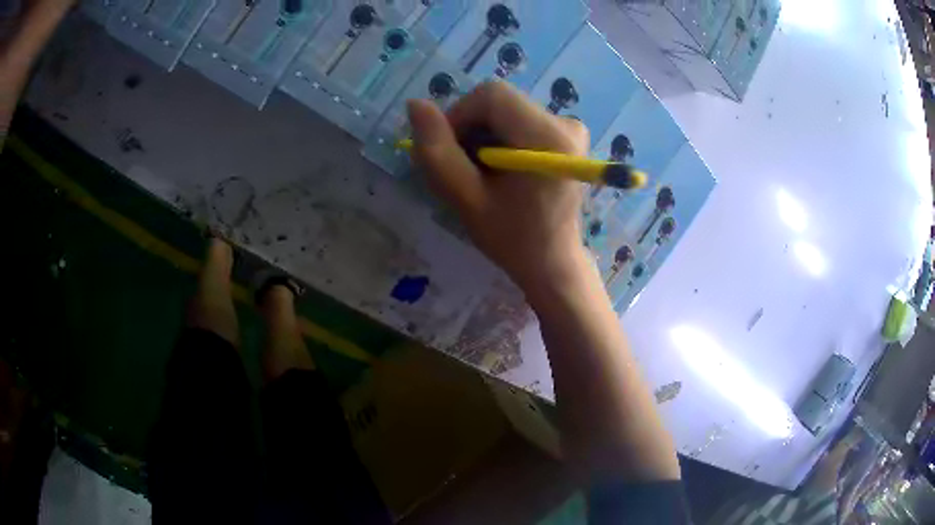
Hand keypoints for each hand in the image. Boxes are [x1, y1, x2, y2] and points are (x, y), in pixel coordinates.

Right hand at [407, 81, 590, 294]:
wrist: (553, 261)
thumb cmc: (512, 237)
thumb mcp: (466, 199)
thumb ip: (437, 152)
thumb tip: (415, 104)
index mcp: (547, 136)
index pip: (490, 95)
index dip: (460, 116)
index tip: (451, 152)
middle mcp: (565, 123)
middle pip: (499, 101)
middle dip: (472, 127)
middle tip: (466, 168)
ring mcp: (570, 127)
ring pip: (507, 109)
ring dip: (485, 134)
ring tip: (484, 173)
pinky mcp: (568, 135)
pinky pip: (521, 119)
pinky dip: (502, 137)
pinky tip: (502, 168)